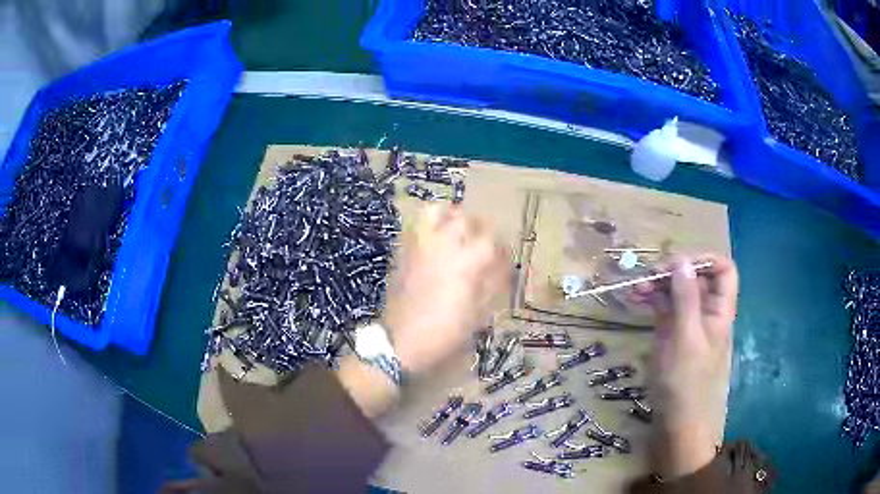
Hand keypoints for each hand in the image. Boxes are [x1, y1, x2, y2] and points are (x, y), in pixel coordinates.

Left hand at [383, 204, 509, 375]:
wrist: (400, 342)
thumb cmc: (445, 332)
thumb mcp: (478, 314)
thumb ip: (492, 284)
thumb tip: (502, 266)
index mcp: (466, 262)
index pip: (490, 239)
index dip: (500, 246)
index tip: (503, 256)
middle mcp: (443, 246)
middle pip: (464, 218)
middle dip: (477, 225)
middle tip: (482, 239)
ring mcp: (419, 245)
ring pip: (435, 211)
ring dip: (449, 215)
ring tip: (455, 228)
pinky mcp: (402, 251)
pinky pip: (415, 226)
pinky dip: (428, 226)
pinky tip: (434, 242)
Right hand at [634, 254, 738, 478]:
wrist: (676, 420)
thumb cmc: (687, 382)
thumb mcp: (686, 338)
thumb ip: (685, 298)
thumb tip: (681, 260)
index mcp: (719, 310)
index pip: (722, 270)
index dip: (704, 260)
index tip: (677, 264)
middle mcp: (705, 311)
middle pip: (695, 277)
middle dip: (672, 271)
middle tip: (647, 276)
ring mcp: (687, 321)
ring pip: (676, 290)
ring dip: (656, 284)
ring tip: (634, 287)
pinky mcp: (671, 332)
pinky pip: (663, 306)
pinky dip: (650, 299)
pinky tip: (634, 298)